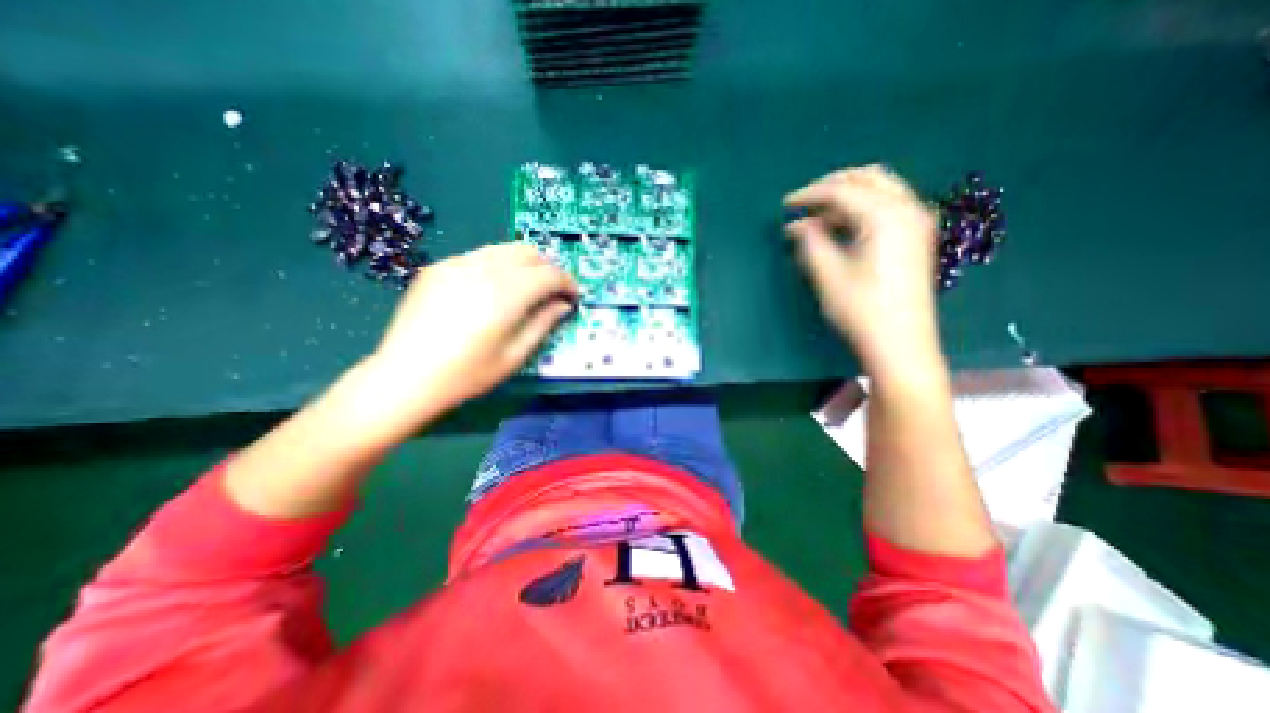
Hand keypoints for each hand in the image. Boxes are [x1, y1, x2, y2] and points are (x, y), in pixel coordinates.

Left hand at [366, 241, 578, 413]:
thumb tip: (562, 305)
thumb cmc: (466, 375)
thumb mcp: (514, 356)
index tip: (573, 297)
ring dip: (524, 265)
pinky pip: (479, 256)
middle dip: (547, 269)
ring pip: (504, 249)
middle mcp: (483, 270)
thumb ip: (542, 324)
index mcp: (505, 295)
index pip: (549, 274)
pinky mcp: (438, 267)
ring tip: (526, 289)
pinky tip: (492, 290)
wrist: (404, 377)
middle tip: (551, 292)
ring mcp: (457, 264)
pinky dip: (498, 266)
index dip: (567, 283)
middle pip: (528, 252)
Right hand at [784, 163, 941, 376]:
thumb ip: (811, 241)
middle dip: (831, 186)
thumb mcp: (828, 274)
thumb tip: (797, 225)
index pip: (841, 191)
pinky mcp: (916, 236)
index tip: (785, 205)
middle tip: (803, 204)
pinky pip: (887, 205)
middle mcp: (907, 209)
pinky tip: (842, 226)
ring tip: (817, 218)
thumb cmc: (861, 309)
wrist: (900, 342)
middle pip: (867, 178)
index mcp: (885, 216)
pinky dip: (862, 208)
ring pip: (880, 189)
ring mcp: (917, 221)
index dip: (809, 195)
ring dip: (847, 196)